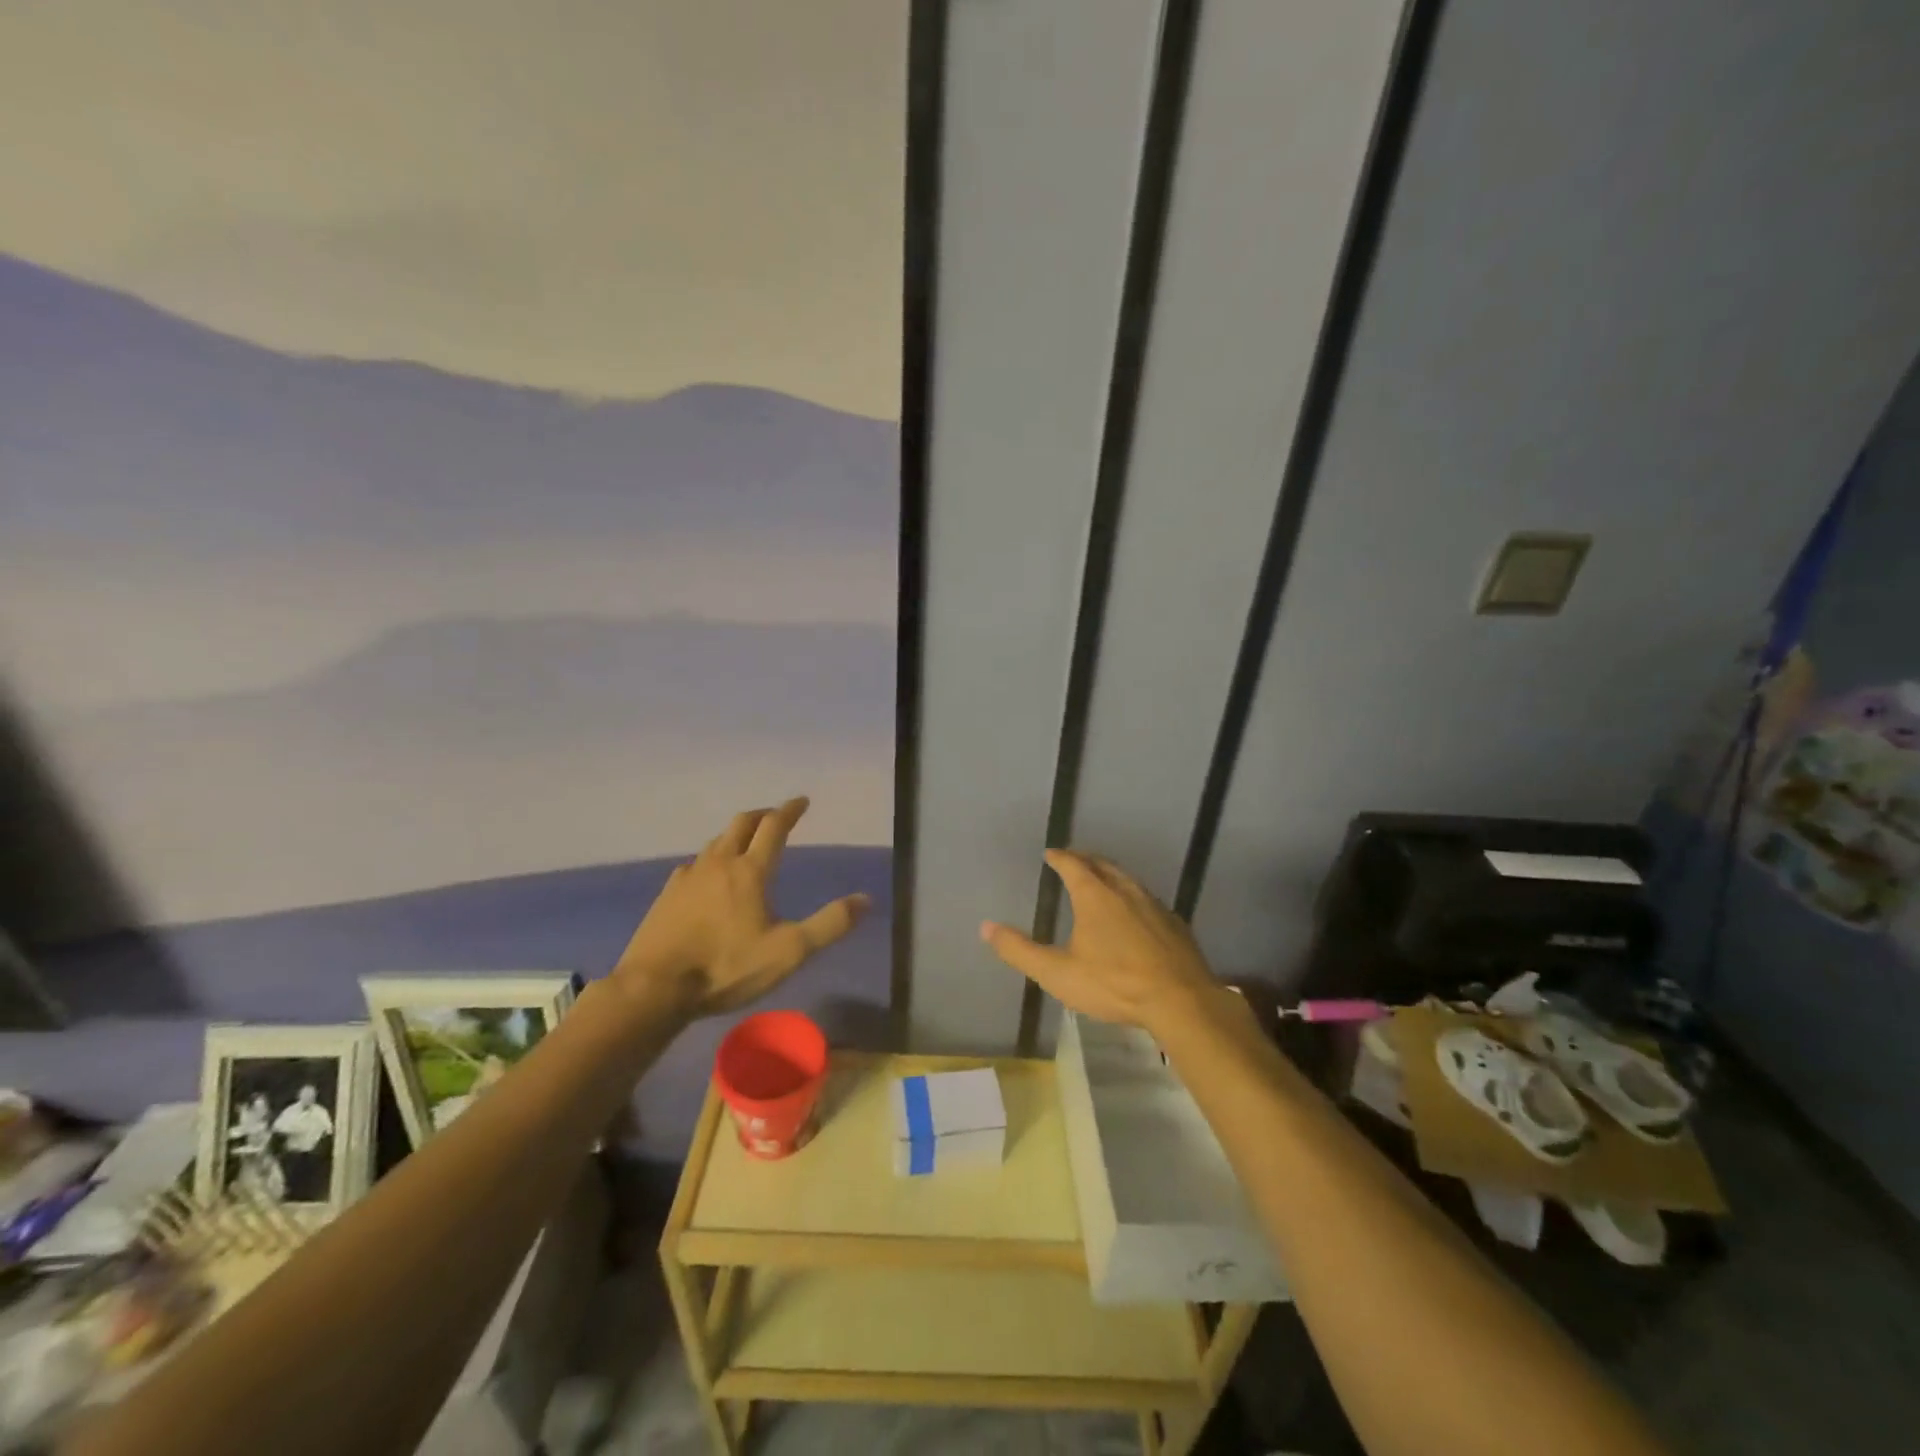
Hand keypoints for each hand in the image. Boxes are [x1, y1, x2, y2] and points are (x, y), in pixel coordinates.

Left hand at [614, 797, 869, 1016]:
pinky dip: (709, 861)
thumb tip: (865, 899)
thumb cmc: (726, 968)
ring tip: (745, 843)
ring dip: (734, 835)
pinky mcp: (666, 896)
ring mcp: (688, 878)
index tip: (802, 801)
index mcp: (750, 871)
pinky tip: (707, 877)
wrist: (654, 988)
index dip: (790, 811)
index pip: (774, 827)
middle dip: (762, 815)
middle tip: (776, 816)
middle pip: (741, 824)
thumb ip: (829, 925)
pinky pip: (693, 866)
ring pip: (715, 843)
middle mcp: (718, 864)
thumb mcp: (789, 952)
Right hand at [980, 849, 1216, 1033]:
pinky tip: (1135, 913)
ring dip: (1111, 875)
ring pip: (1128, 880)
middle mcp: (1125, 891)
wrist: (1180, 1001)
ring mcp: (1154, 905)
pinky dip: (1133, 896)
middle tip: (1074, 860)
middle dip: (1086, 860)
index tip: (1050, 853)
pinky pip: (1148, 899)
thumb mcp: (1058, 973)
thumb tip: (986, 927)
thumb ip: (1020, 951)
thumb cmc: (1113, 984)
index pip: (1073, 865)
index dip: (1060, 858)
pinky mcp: (1174, 923)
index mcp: (1095, 896)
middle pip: (1103, 865)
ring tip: (1101, 880)